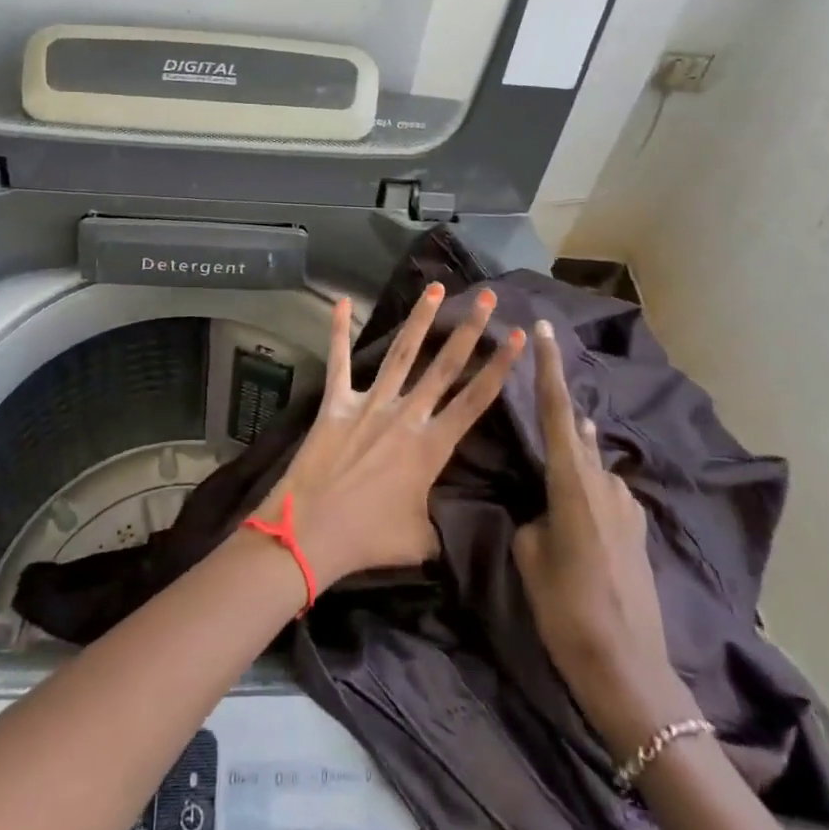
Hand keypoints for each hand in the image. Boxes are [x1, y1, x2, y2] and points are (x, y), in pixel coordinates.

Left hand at [262, 285, 525, 590]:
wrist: (310, 532)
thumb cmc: (368, 539)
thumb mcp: (420, 541)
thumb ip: (441, 525)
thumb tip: (451, 527)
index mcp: (431, 447)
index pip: (476, 400)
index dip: (500, 367)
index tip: (518, 336)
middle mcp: (406, 416)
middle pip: (444, 366)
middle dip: (469, 330)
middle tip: (487, 297)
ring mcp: (369, 404)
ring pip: (401, 354)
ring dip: (420, 319)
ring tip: (436, 288)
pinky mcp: (336, 403)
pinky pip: (338, 361)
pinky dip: (338, 330)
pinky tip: (340, 301)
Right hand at [513, 319, 694, 751]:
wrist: (631, 673)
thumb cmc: (568, 612)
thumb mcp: (531, 558)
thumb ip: (533, 518)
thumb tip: (541, 507)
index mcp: (573, 484)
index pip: (559, 413)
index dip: (550, 369)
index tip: (546, 330)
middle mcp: (605, 484)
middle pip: (579, 430)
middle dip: (560, 402)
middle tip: (539, 380)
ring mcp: (627, 507)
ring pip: (594, 462)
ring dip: (575, 447)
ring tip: (556, 440)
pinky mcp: (637, 530)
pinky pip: (606, 489)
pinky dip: (588, 481)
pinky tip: (577, 496)